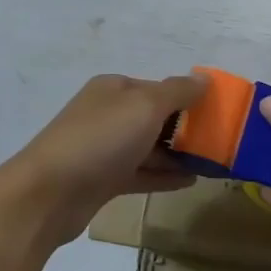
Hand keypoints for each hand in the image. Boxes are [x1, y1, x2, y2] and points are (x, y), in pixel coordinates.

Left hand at [2, 73, 203, 244]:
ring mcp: (102, 148)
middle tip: (221, 144)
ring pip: (148, 147)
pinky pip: (140, 173)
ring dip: (177, 155)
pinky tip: (191, 181)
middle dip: (186, 129)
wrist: (49, 193)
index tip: (220, 116)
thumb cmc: (100, 140)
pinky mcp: (101, 180)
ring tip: (213, 164)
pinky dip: (163, 176)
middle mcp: (107, 114)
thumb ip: (178, 91)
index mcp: (113, 88)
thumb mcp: (145, 106)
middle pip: (154, 118)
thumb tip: (204, 78)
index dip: (188, 99)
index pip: (158, 88)